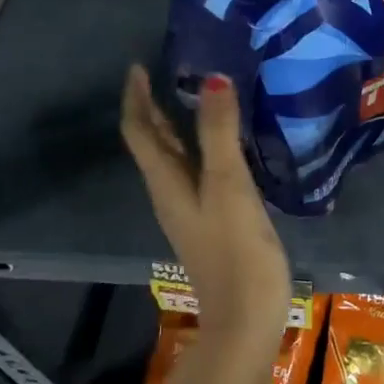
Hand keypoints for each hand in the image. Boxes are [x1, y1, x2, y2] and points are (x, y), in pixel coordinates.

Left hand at [120, 66, 291, 342]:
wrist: (246, 319)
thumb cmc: (235, 250)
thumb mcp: (228, 186)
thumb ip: (220, 133)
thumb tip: (212, 79)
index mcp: (166, 182)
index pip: (139, 131)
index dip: (136, 97)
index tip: (139, 65)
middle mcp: (171, 192)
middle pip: (154, 142)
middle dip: (155, 106)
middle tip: (171, 70)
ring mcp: (192, 208)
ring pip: (176, 156)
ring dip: (178, 124)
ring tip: (201, 95)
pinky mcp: (213, 219)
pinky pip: (200, 170)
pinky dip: (204, 146)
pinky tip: (229, 142)